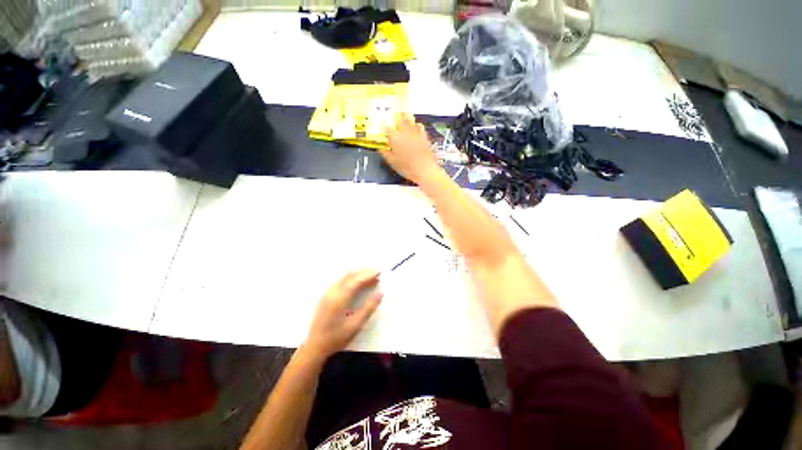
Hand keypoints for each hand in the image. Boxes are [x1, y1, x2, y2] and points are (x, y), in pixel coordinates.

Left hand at [303, 269, 382, 359]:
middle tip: (377, 273)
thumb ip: (369, 307)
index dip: (368, 274)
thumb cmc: (337, 337)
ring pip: (345, 277)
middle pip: (350, 275)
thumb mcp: (356, 325)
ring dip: (358, 274)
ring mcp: (328, 293)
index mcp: (340, 298)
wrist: (314, 347)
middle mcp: (332, 292)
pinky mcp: (326, 296)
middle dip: (364, 272)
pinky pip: (340, 281)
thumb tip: (380, 292)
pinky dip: (351, 279)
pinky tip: (358, 283)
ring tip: (370, 277)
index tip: (380, 271)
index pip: (356, 280)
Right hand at [382, 115, 440, 183]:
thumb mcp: (393, 163)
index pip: (388, 129)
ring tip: (404, 115)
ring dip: (406, 118)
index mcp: (395, 138)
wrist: (425, 170)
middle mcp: (405, 133)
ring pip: (410, 122)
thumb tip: (380, 148)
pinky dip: (417, 125)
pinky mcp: (424, 137)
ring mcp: (416, 133)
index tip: (384, 128)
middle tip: (394, 115)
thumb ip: (386, 154)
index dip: (385, 128)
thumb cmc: (407, 168)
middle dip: (396, 118)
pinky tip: (417, 125)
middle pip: (400, 121)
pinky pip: (420, 127)